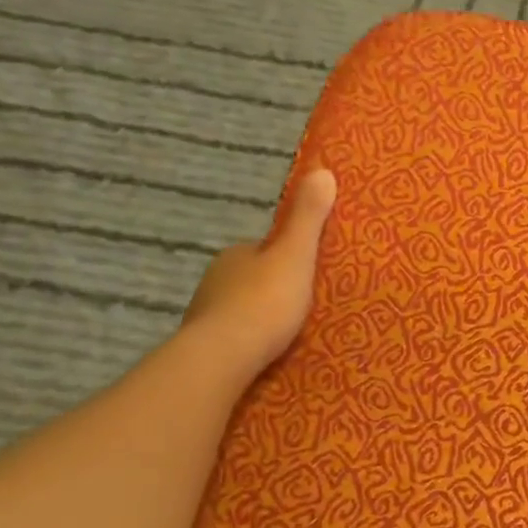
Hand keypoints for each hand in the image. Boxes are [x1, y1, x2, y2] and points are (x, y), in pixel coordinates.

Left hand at [182, 169, 336, 376]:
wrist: (222, 358)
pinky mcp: (204, 348)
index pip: (264, 249)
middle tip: (304, 304)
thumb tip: (323, 169)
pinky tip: (265, 353)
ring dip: (259, 317)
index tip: (308, 271)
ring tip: (288, 332)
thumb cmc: (264, 302)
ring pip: (240, 308)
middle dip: (272, 288)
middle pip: (252, 278)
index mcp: (235, 254)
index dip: (286, 257)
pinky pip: (234, 337)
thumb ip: (308, 218)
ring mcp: (205, 315)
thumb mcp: (296, 255)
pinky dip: (248, 341)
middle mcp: (215, 279)